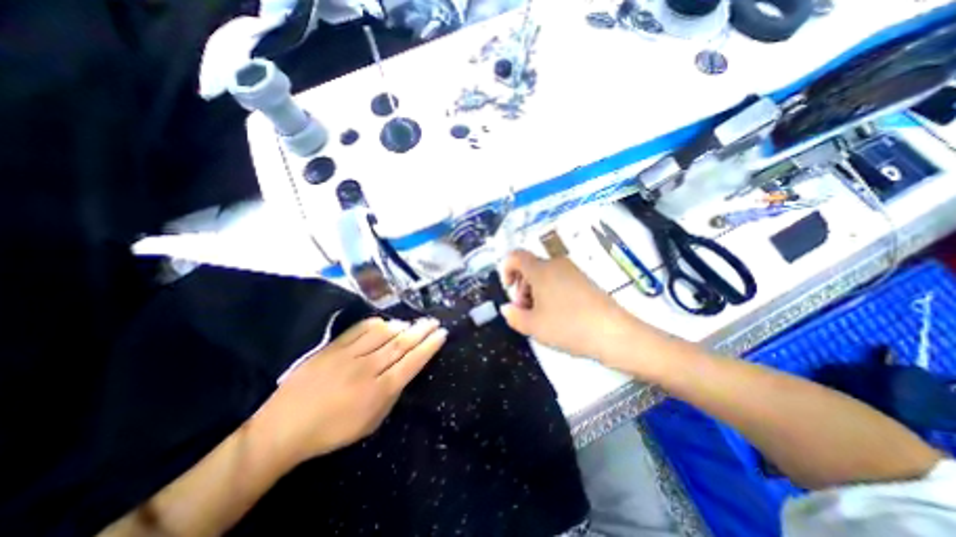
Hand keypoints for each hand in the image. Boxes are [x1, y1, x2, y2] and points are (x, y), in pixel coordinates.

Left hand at [254, 318, 447, 464]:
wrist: (284, 427)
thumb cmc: (332, 431)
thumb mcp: (371, 422)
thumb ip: (392, 395)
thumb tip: (406, 371)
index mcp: (379, 391)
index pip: (413, 362)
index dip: (429, 346)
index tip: (442, 334)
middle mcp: (368, 369)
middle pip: (402, 344)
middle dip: (422, 331)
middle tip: (434, 321)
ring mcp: (350, 355)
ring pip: (384, 333)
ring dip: (402, 326)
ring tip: (413, 322)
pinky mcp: (334, 347)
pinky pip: (361, 329)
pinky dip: (377, 323)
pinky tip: (386, 322)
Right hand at [500, 251, 632, 360]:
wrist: (613, 333)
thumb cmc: (568, 326)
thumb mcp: (533, 326)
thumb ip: (513, 316)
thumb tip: (507, 309)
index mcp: (541, 270)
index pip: (516, 256)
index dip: (506, 269)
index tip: (508, 289)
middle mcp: (556, 264)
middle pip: (530, 267)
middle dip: (521, 287)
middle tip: (524, 310)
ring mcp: (573, 271)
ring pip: (544, 275)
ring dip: (535, 291)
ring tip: (540, 315)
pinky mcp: (584, 280)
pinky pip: (559, 280)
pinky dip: (550, 292)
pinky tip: (558, 314)